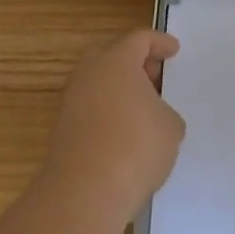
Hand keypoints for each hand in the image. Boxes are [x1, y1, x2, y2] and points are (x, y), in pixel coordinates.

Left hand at [41, 29, 185, 222]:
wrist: (83, 194)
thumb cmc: (135, 147)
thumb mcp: (170, 127)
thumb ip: (165, 113)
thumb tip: (153, 119)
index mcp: (117, 60)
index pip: (140, 39)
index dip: (160, 43)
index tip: (174, 51)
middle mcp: (89, 74)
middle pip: (111, 55)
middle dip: (133, 62)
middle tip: (153, 76)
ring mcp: (70, 103)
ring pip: (97, 84)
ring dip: (118, 90)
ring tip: (142, 111)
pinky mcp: (61, 132)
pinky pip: (89, 110)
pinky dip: (107, 114)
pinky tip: (124, 135)